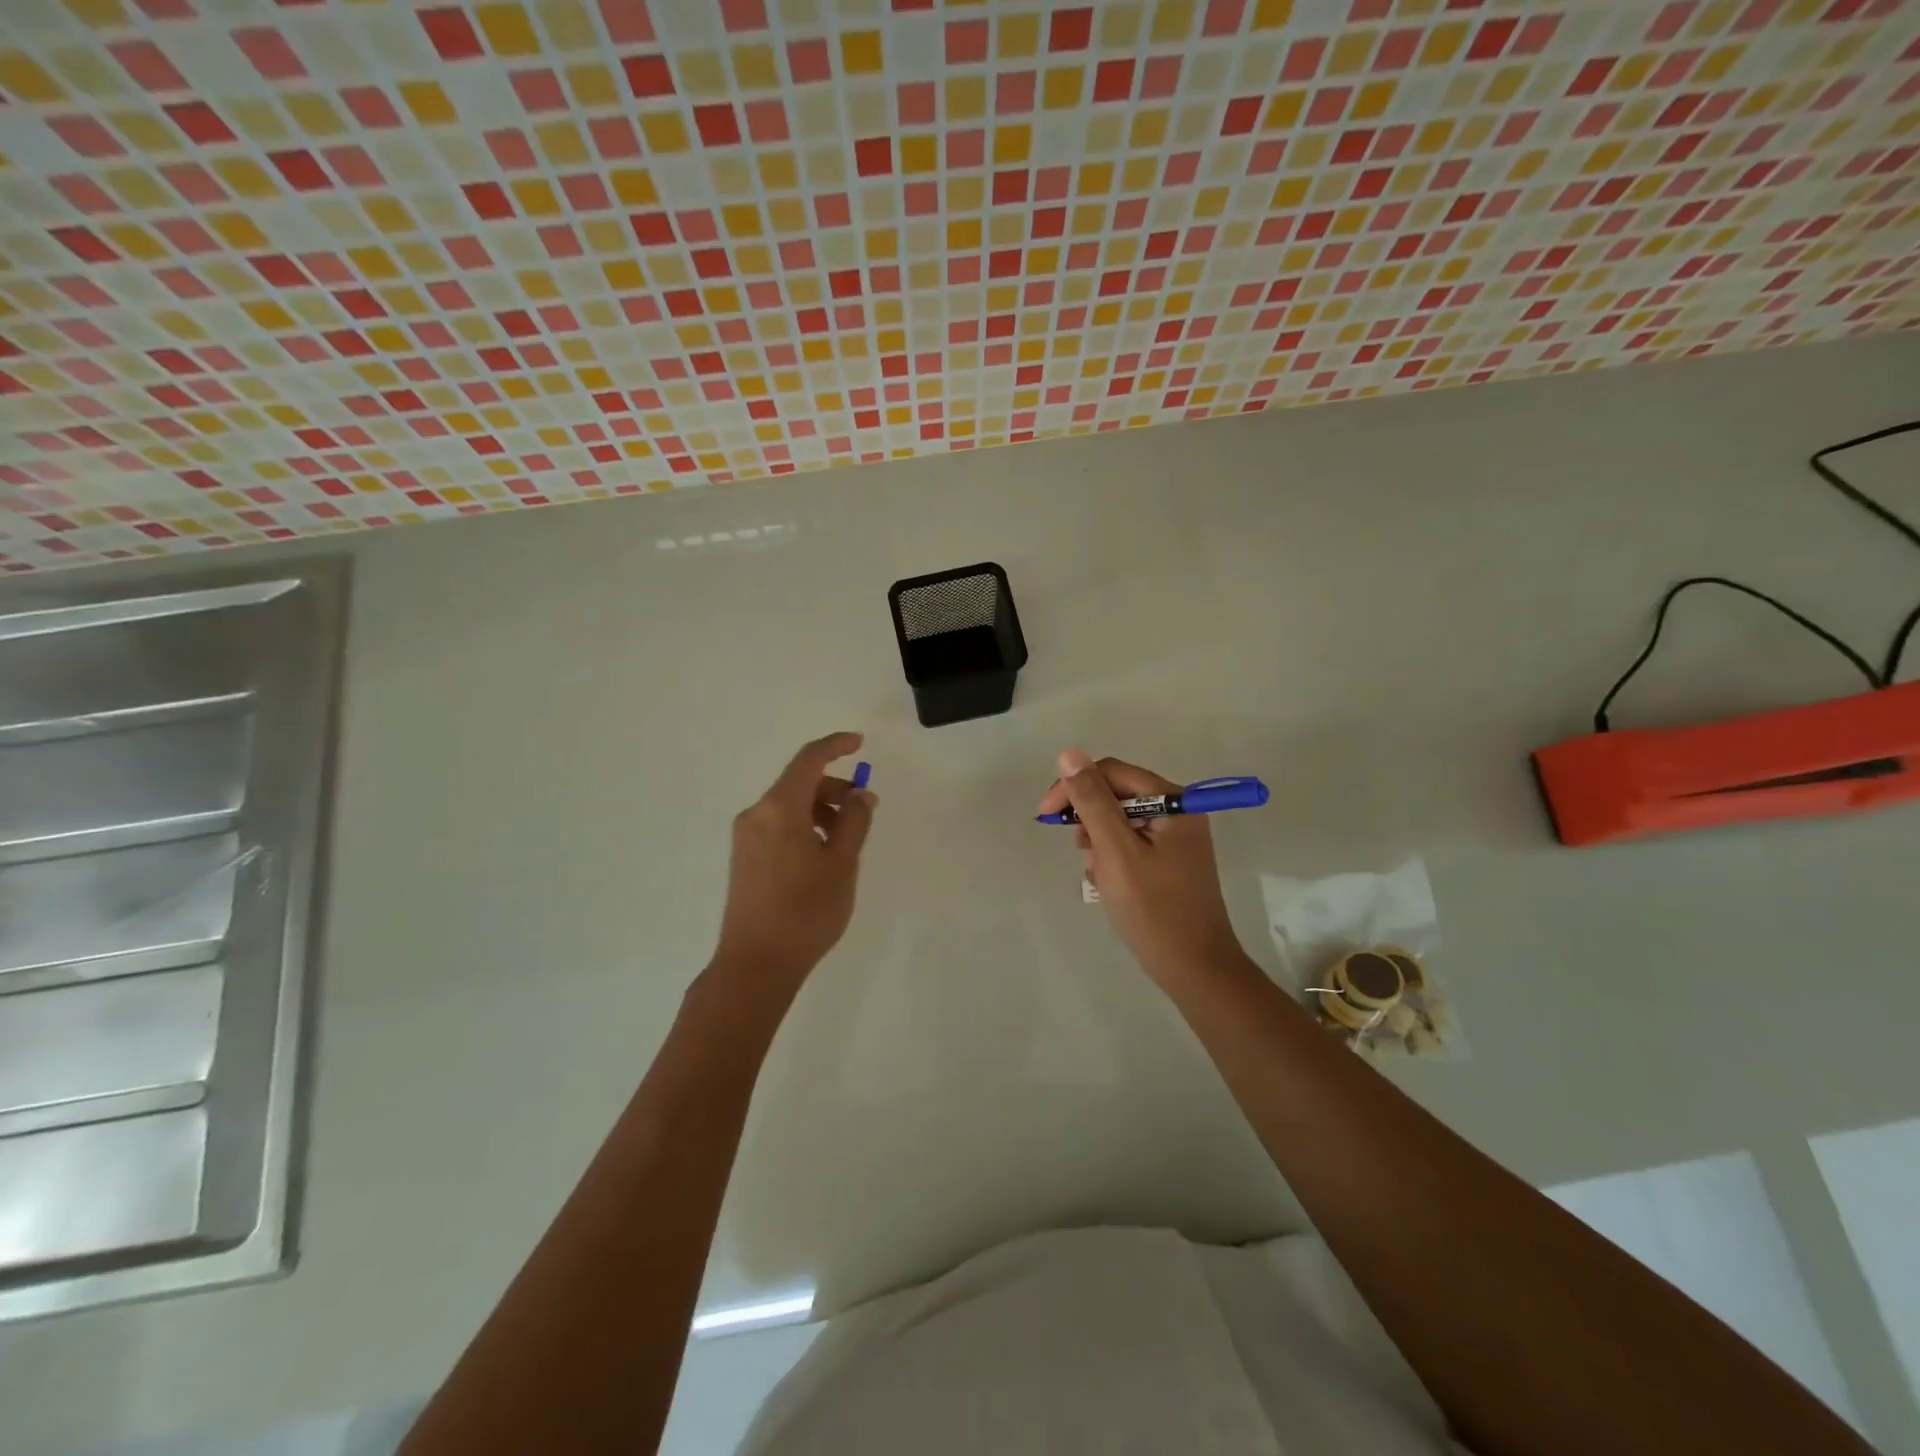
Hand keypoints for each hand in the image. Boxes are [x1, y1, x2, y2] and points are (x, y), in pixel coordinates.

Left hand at [711, 732, 876, 993]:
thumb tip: (860, 794)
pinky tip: (823, 855)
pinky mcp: (744, 857)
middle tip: (865, 811)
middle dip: (835, 788)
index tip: (860, 743)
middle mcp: (757, 814)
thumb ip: (855, 821)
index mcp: (779, 809)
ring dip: (821, 810)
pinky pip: (779, 825)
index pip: (809, 760)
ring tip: (847, 840)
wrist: (755, 965)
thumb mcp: (841, 864)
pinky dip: (805, 826)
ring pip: (790, 806)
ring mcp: (746, 837)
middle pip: (799, 783)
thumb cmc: (805, 912)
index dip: (836, 746)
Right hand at [1038, 748, 1246, 986]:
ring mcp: (1176, 838)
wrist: (1194, 968)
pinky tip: (1108, 883)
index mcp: (1174, 801)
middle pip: (1118, 794)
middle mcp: (1179, 812)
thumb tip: (1070, 754)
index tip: (1047, 816)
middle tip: (1079, 850)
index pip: (1113, 773)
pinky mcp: (1170, 861)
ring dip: (1100, 841)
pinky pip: (1131, 843)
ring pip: (1121, 821)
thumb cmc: (1153, 908)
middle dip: (1090, 819)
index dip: (1076, 787)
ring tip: (1097, 872)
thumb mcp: (1116, 850)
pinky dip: (1112, 858)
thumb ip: (1092, 800)